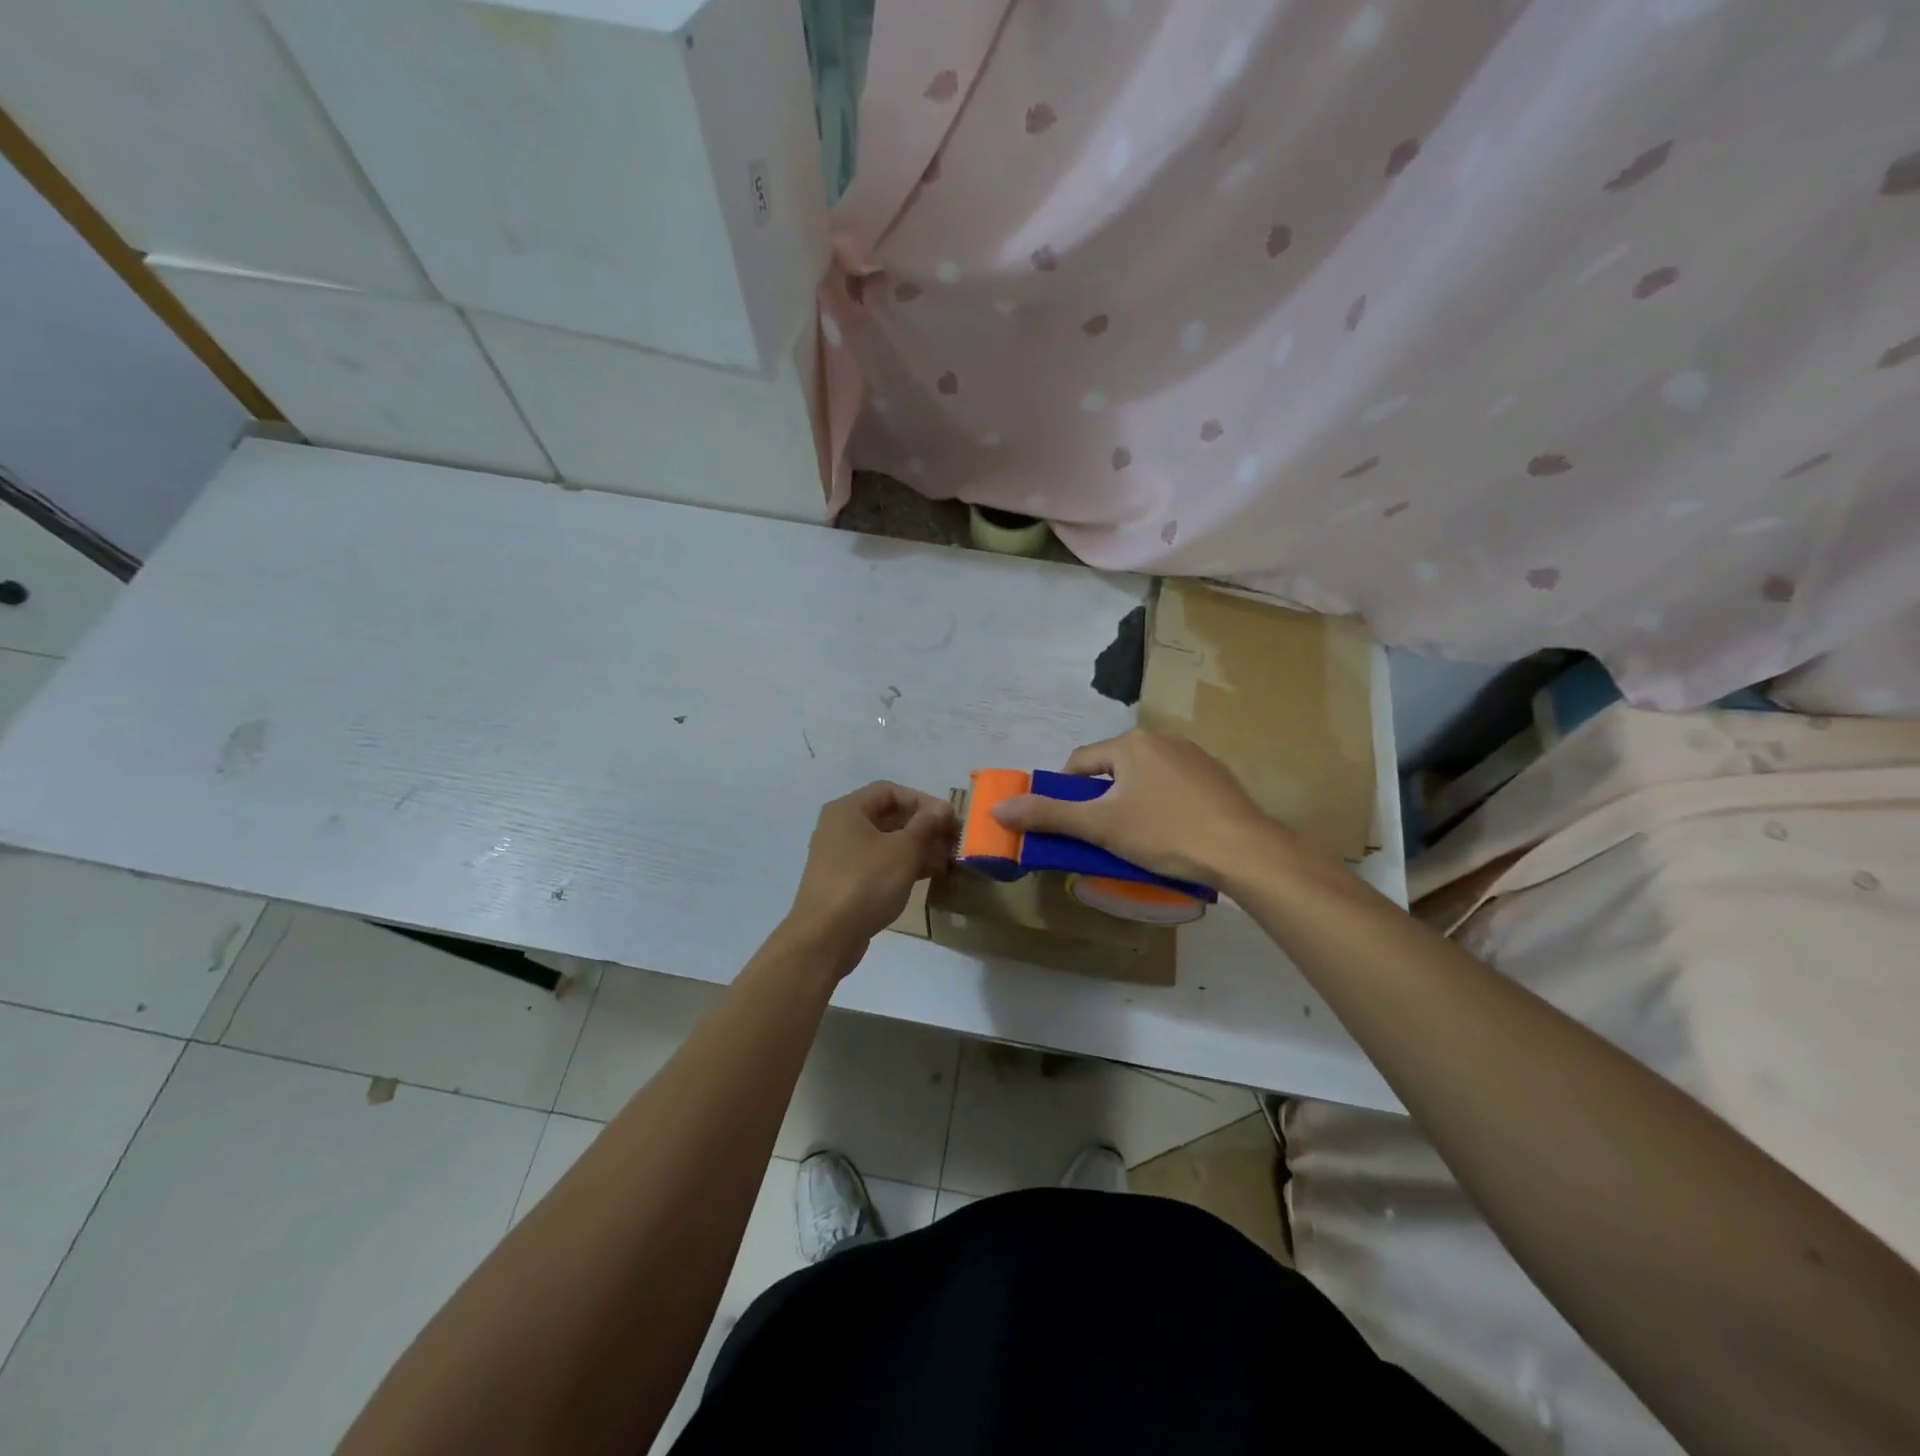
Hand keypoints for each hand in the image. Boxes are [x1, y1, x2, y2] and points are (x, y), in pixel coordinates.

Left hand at [782, 782, 955, 977]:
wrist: (826, 937)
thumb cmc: (866, 882)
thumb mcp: (903, 850)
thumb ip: (926, 825)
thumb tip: (943, 808)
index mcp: (848, 810)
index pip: (890, 791)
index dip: (922, 800)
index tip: (948, 818)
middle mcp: (840, 827)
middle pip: (888, 816)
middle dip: (922, 826)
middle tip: (952, 840)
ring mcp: (840, 856)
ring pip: (885, 842)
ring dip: (917, 847)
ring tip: (946, 859)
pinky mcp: (844, 882)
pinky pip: (878, 864)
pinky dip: (902, 865)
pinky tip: (928, 876)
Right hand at [991, 729, 1279, 885]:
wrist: (1244, 851)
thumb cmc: (1164, 833)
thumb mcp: (1100, 826)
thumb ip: (1048, 815)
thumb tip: (998, 808)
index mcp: (1130, 744)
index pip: (1079, 763)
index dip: (1066, 794)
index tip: (1070, 826)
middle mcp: (1162, 739)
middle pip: (1112, 769)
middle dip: (1101, 801)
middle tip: (1103, 837)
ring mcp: (1194, 756)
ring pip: (1144, 779)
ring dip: (1132, 803)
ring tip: (1138, 840)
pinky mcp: (1217, 777)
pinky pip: (1174, 787)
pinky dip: (1164, 806)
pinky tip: (1173, 834)